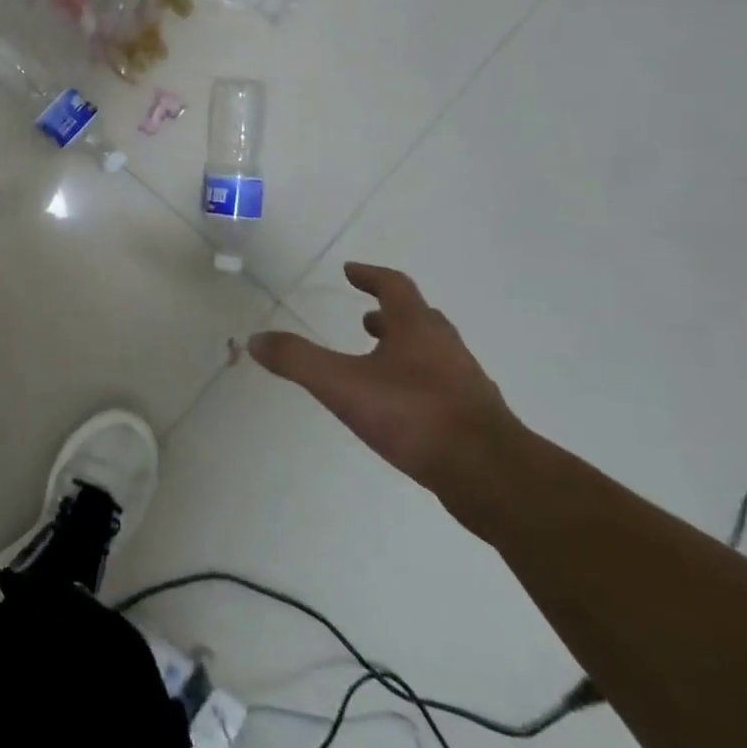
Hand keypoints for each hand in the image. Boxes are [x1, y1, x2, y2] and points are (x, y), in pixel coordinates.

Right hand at [247, 263, 523, 497]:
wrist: (491, 475)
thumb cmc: (414, 415)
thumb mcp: (342, 385)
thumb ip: (297, 360)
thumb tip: (255, 339)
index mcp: (417, 327)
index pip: (394, 286)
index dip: (370, 276)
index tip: (350, 272)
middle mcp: (445, 347)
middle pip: (418, 318)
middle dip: (390, 314)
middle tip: (366, 317)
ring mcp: (465, 383)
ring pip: (432, 352)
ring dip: (405, 348)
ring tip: (378, 360)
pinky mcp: (474, 418)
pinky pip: (440, 386)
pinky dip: (417, 382)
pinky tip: (401, 406)